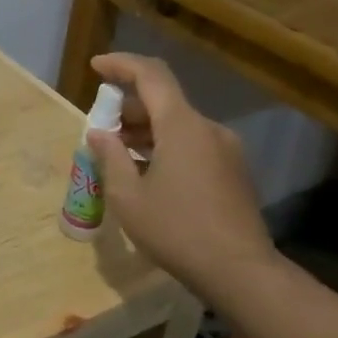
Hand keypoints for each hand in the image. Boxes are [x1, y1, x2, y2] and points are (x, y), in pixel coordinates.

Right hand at [85, 53, 272, 286]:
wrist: (241, 273)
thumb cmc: (177, 230)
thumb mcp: (128, 196)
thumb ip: (111, 157)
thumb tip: (99, 134)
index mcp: (182, 126)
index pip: (151, 75)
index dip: (121, 65)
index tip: (96, 67)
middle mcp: (208, 129)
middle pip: (164, 101)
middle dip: (128, 107)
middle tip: (100, 129)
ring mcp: (226, 151)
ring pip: (179, 125)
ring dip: (146, 130)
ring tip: (118, 153)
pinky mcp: (233, 172)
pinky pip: (193, 145)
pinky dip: (165, 146)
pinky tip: (147, 173)